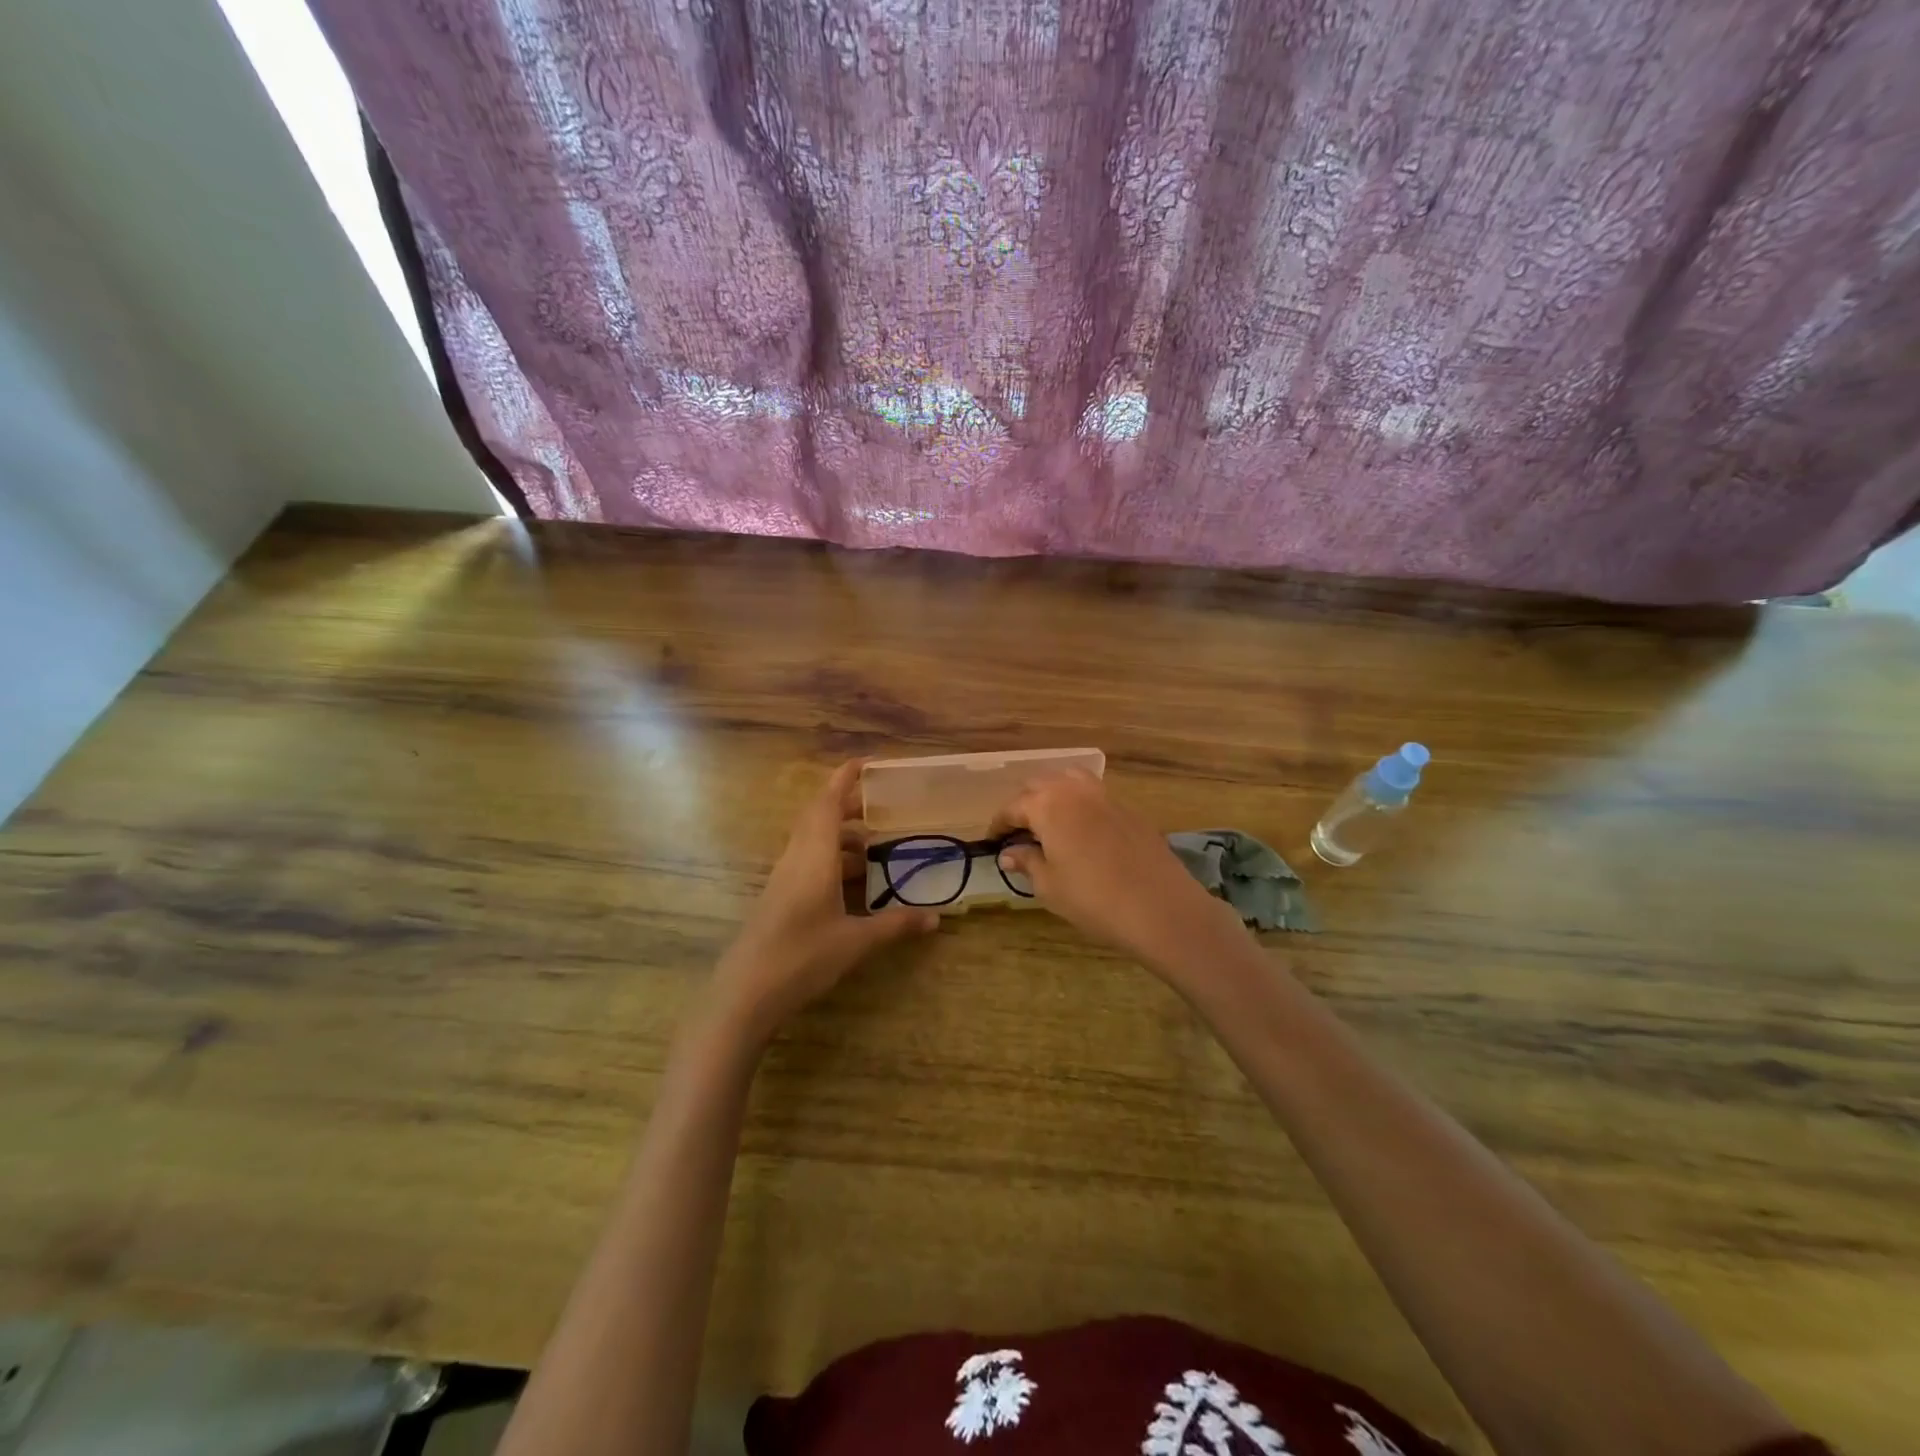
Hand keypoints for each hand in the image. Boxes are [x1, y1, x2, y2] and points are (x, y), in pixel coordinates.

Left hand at [710, 760, 937, 1040]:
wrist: (745, 993)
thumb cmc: (802, 957)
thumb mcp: (855, 941)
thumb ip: (895, 925)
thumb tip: (936, 918)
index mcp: (813, 856)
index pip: (827, 802)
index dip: (845, 778)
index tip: (867, 763)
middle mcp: (796, 858)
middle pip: (820, 817)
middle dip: (849, 806)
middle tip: (883, 806)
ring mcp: (784, 878)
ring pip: (813, 841)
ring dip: (842, 837)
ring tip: (876, 848)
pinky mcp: (779, 897)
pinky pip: (808, 862)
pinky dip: (832, 860)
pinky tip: (854, 883)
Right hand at [992, 770, 1245, 974]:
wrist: (1159, 906)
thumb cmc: (1093, 898)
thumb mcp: (1049, 885)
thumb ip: (1026, 862)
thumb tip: (1009, 853)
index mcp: (1047, 805)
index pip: (1013, 807)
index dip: (999, 823)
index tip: (992, 840)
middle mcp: (1074, 790)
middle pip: (1040, 784)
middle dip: (1024, 803)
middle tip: (1018, 831)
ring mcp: (1105, 795)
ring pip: (1069, 780)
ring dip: (1053, 794)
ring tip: (1049, 821)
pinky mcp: (1128, 808)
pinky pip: (1094, 794)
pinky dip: (1079, 803)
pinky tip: (1082, 830)